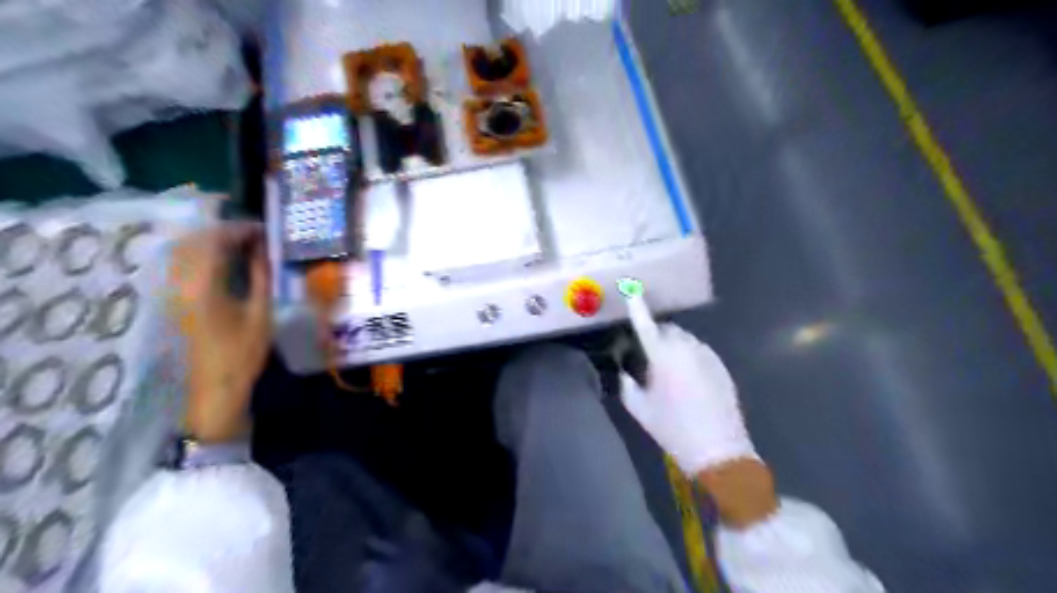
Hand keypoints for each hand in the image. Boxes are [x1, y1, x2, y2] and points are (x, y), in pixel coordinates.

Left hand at [167, 223, 268, 444]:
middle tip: (254, 234)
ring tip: (241, 243)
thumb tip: (263, 248)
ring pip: (185, 249)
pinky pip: (181, 263)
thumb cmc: (243, 352)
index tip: (263, 229)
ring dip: (211, 240)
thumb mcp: (261, 312)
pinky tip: (221, 259)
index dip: (240, 229)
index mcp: (203, 285)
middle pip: (195, 240)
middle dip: (225, 230)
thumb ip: (260, 275)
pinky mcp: (170, 299)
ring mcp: (170, 290)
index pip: (216, 241)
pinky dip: (201, 253)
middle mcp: (179, 282)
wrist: (214, 387)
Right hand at [622, 322, 759, 475]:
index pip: (646, 325)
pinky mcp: (720, 365)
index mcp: (663, 356)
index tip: (631, 290)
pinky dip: (689, 357)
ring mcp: (708, 355)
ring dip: (673, 346)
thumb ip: (626, 384)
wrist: (718, 450)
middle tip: (648, 357)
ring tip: (669, 372)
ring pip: (685, 340)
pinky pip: (699, 352)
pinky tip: (688, 380)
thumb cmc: (672, 429)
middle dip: (656, 336)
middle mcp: (687, 348)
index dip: (637, 308)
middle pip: (668, 330)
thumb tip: (625, 370)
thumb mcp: (639, 408)